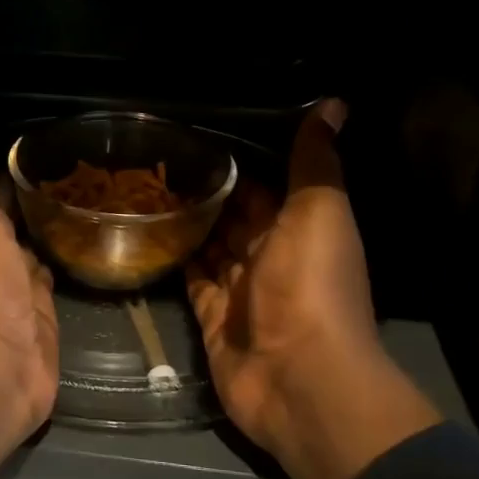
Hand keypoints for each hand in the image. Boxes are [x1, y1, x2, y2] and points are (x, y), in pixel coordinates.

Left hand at [0, 94, 58, 478]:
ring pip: (35, 244)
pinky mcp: (44, 315)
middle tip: (78, 150)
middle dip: (36, 186)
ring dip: (53, 221)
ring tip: (93, 184)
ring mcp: (17, 286)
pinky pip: (56, 277)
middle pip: (12, 212)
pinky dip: (68, 258)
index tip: (38, 125)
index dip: (5, 155)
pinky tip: (94, 237)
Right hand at [186, 99, 440, 478]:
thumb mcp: (319, 211)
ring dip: (189, 225)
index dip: (240, 163)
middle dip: (208, 193)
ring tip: (146, 192)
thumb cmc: (310, 286)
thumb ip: (316, 160)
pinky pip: (192, 284)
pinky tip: (149, 237)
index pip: (267, 188)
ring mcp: (240, 292)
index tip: (199, 136)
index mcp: (300, 229)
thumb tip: (333, 102)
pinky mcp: (213, 320)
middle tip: (159, 162)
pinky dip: (177, 262)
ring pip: (211, 249)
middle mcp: (271, 258)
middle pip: (236, 219)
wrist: (298, 376)